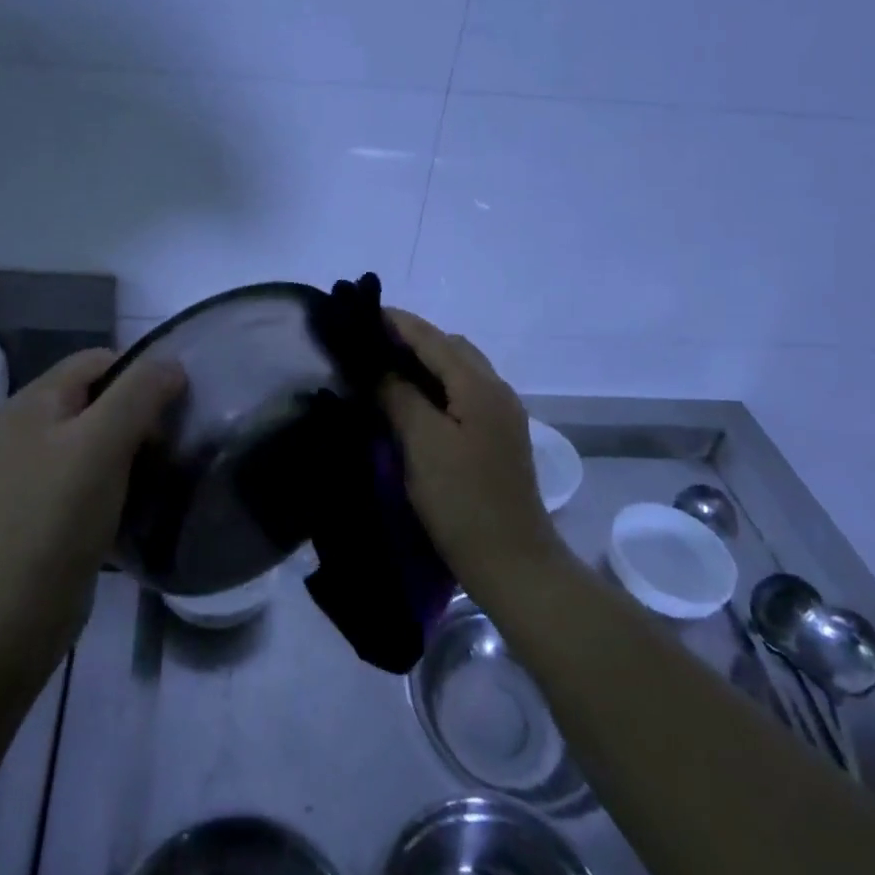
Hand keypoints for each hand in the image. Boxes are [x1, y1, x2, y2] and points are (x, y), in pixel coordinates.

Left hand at [0, 348, 184, 644]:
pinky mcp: (36, 506)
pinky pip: (82, 473)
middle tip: (164, 445)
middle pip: (93, 397)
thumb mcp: (105, 441)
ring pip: (90, 437)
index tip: (171, 408)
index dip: (138, 373)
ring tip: (153, 472)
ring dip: (125, 448)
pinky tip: (129, 499)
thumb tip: (172, 365)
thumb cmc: (61, 513)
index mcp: (31, 402)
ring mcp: (25, 470)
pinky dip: (110, 477)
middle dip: (134, 412)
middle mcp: (22, 428)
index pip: (95, 360)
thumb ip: (141, 392)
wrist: (16, 609)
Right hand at [382, 309, 562, 600]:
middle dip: (411, 338)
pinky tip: (413, 399)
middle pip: (451, 348)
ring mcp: (502, 415)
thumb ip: (399, 397)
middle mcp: (497, 390)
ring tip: (385, 366)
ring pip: (459, 370)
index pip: (433, 339)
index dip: (397, 323)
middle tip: (369, 342)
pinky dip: (436, 384)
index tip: (361, 311)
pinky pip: (463, 392)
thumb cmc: (462, 501)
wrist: (512, 562)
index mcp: (480, 386)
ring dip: (425, 361)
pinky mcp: (498, 437)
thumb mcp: (423, 444)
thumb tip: (379, 367)